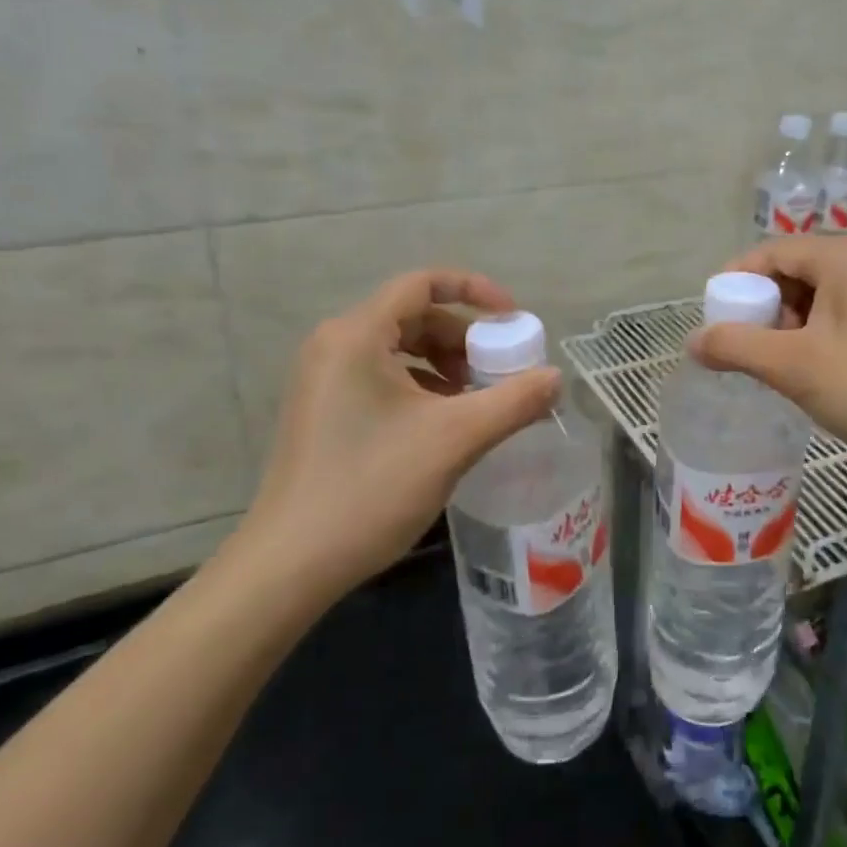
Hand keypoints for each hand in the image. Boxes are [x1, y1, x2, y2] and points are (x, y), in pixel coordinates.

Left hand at [225, 269, 561, 602]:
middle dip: (464, 337)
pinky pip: (382, 377)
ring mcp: (324, 379)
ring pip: (398, 349)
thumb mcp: (454, 439)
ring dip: (445, 364)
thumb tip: (555, 378)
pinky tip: (445, 423)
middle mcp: (334, 344)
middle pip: (413, 316)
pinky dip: (421, 386)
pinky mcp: (323, 410)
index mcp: (357, 335)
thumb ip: (513, 401)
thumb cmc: (371, 487)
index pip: (423, 283)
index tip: (513, 321)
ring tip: (478, 399)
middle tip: (500, 369)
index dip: (475, 291)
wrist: (291, 564)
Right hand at [687, 236, 846, 483]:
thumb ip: (737, 347)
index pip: (769, 252)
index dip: (734, 284)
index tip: (713, 323)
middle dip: (761, 311)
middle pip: (792, 273)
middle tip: (743, 352)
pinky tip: (811, 376)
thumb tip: (693, 340)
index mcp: (844, 256)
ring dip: (786, 330)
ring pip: (816, 299)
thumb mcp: (797, 367)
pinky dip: (814, 340)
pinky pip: (839, 318)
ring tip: (776, 369)